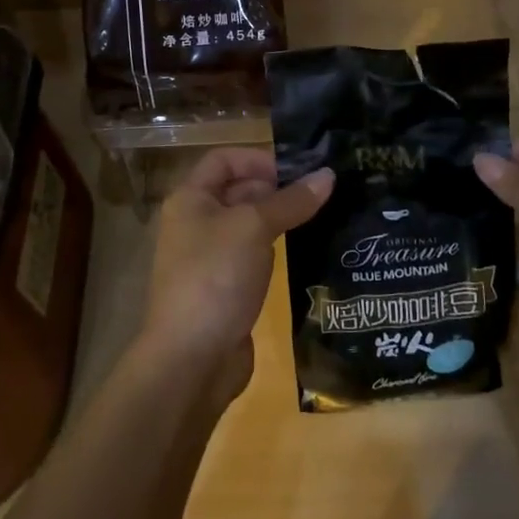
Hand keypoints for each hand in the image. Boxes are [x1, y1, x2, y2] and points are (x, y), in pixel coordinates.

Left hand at [140, 148, 333, 404]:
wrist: (191, 360)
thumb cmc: (215, 277)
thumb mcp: (254, 228)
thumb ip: (291, 200)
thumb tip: (328, 175)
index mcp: (190, 199)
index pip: (224, 160)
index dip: (259, 159)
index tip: (298, 170)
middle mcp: (196, 224)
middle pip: (238, 191)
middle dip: (277, 189)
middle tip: (321, 193)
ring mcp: (210, 259)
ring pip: (249, 226)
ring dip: (280, 220)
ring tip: (323, 217)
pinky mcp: (226, 289)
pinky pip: (253, 257)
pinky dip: (276, 251)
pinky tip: (307, 252)